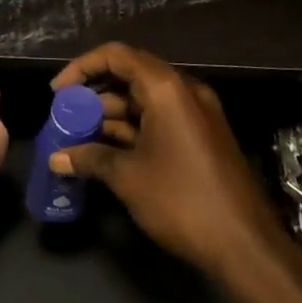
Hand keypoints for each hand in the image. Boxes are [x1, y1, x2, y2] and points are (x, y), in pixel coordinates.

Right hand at [47, 42, 278, 277]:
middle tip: (65, 116)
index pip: (117, 56)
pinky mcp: (202, 138)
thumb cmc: (181, 200)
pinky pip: (159, 120)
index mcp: (167, 89)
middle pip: (130, 75)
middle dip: (93, 94)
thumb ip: (89, 158)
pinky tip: (105, 151)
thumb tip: (56, 158)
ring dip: (110, 115)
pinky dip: (131, 130)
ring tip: (77, 137)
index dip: (82, 68)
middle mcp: (184, 92)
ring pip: (144, 101)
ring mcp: (197, 115)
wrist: (246, 247)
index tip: (57, 93)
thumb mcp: (127, 177)